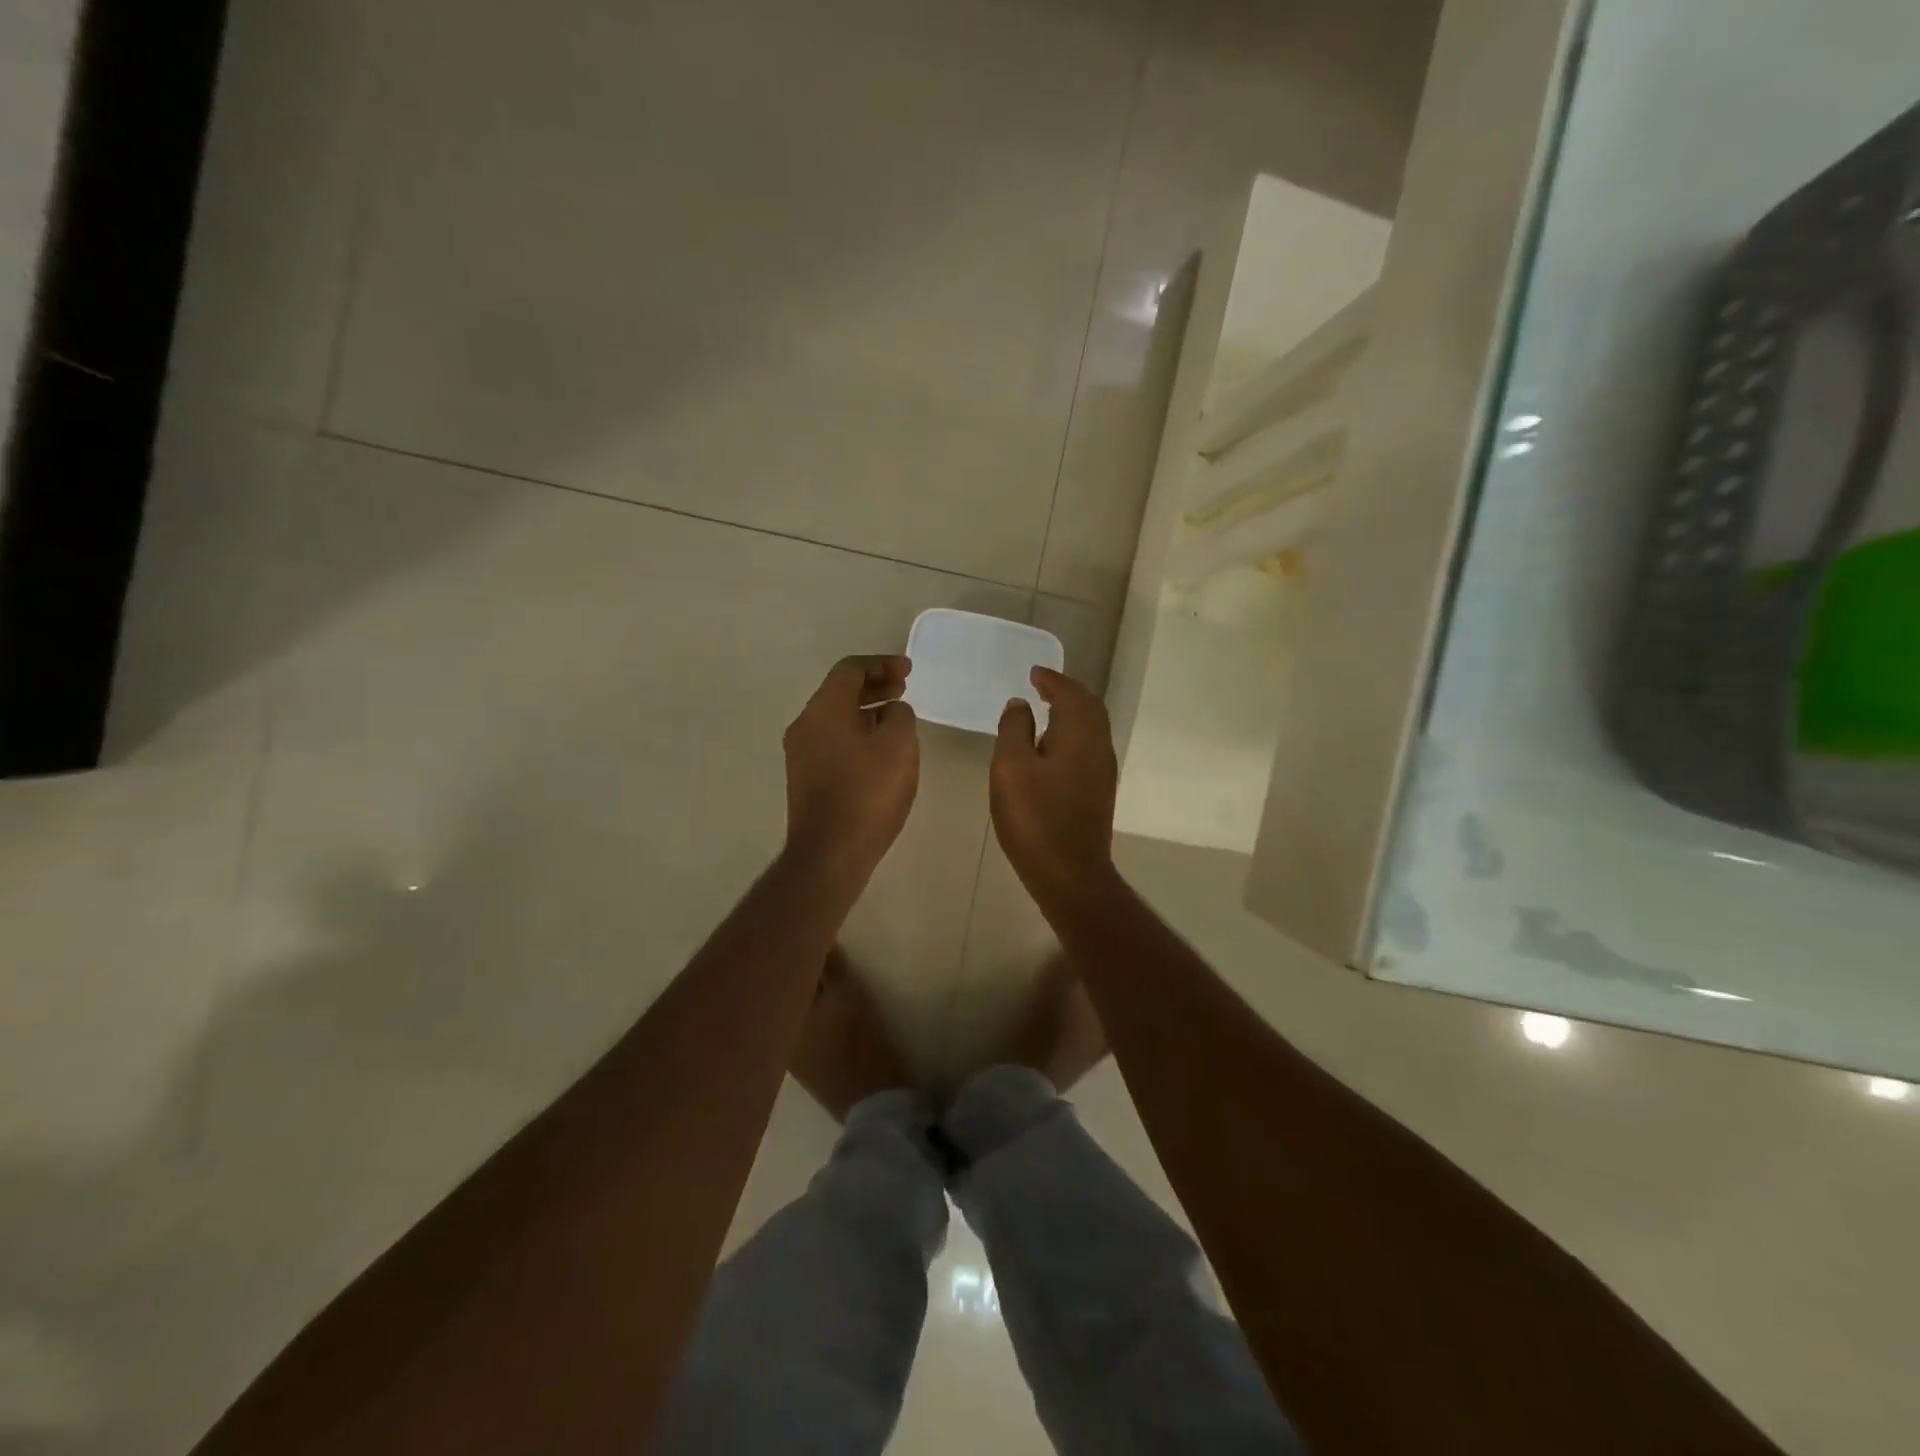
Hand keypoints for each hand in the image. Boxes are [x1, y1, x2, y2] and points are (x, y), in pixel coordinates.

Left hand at [783, 655, 919, 882]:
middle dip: (874, 686)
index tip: (909, 672)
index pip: (850, 670)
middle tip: (904, 690)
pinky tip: (879, 751)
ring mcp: (801, 754)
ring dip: (866, 711)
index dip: (882, 664)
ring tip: (897, 719)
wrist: (830, 853)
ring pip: (835, 718)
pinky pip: (832, 741)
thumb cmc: (868, 792)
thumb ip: (900, 716)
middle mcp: (805, 725)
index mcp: (823, 709)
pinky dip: (857, 734)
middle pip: (839, 692)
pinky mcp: (805, 779)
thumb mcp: (899, 746)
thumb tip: (891, 712)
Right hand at [991, 667, 1118, 901]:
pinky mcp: (1098, 791)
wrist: (1069, 872)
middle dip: (1067, 692)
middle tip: (1042, 687)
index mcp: (1080, 734)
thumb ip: (1014, 729)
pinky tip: (1051, 747)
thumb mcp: (1011, 767)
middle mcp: (1099, 746)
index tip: (1034, 673)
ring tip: (1045, 711)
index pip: (1071, 693)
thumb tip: (1020, 704)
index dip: (1052, 680)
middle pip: (1089, 707)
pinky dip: (1072, 734)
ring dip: (1071, 713)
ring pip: (1092, 728)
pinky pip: (1088, 747)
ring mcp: (1102, 771)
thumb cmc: (1035, 817)